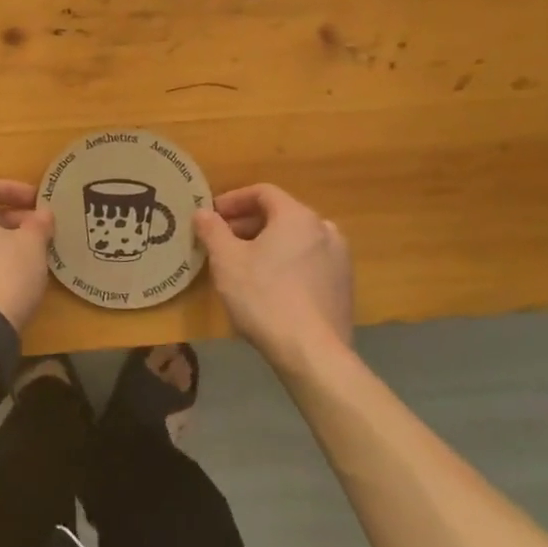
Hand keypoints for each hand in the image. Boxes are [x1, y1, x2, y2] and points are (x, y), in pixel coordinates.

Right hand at [194, 183, 353, 369]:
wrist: (313, 354)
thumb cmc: (265, 297)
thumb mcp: (226, 260)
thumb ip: (212, 230)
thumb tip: (203, 213)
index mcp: (297, 216)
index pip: (263, 192)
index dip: (233, 200)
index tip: (212, 215)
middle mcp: (324, 229)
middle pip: (280, 215)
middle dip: (248, 224)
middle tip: (222, 240)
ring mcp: (339, 260)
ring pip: (296, 240)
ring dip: (267, 244)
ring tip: (243, 264)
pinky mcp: (344, 288)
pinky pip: (309, 262)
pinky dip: (287, 263)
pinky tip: (269, 287)